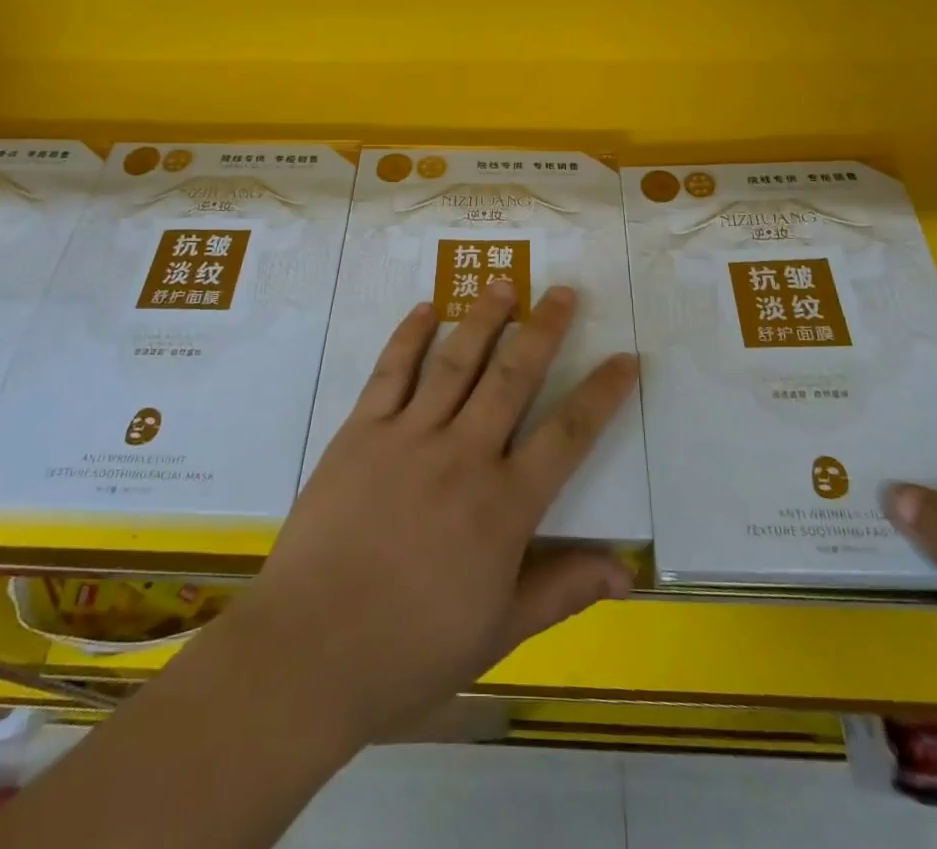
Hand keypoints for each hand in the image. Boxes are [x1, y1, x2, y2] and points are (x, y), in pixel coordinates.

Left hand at [217, 281, 639, 746]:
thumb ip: (561, 590)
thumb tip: (627, 571)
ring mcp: (408, 436)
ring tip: (504, 284)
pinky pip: (391, 372)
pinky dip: (409, 336)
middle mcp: (463, 455)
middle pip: (514, 378)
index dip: (602, 394)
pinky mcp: (361, 431)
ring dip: (484, 319)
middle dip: (544, 331)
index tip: (626, 358)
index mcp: (504, 505)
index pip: (568, 436)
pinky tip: (425, 309)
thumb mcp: (498, 632)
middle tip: (563, 292)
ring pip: (456, 362)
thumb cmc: (410, 651)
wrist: (309, 651)